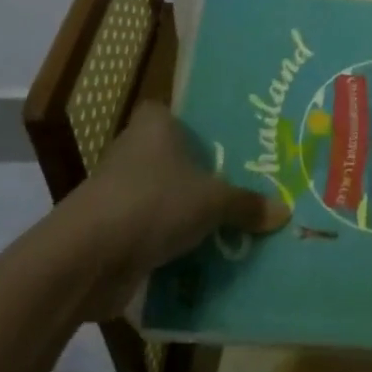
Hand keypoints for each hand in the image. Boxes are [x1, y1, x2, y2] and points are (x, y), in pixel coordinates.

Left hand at [59, 102, 289, 318]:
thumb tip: (284, 212)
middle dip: (203, 175)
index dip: (201, 126)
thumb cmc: (153, 203)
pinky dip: (170, 243)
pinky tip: (203, 256)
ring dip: (187, 213)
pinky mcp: (111, 230)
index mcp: (154, 125)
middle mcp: (133, 150)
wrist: (86, 258)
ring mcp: (118, 192)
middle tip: (245, 186)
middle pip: (175, 158)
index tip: (231, 143)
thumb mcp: (213, 202)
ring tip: (232, 225)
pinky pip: (152, 230)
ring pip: (164, 196)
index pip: (178, 114)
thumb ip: (247, 205)